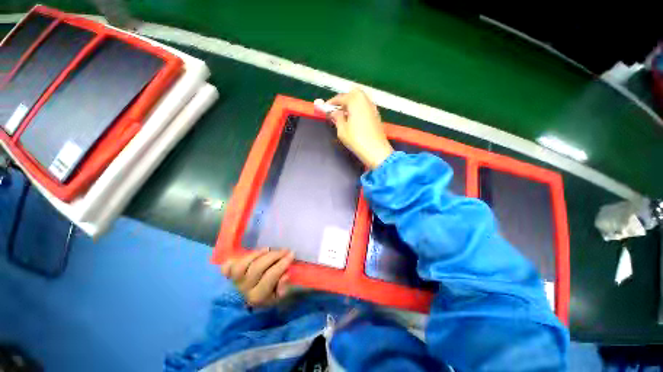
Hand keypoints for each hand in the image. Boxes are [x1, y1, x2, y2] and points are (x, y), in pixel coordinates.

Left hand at [221, 249, 293, 306]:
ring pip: (242, 265)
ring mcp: (232, 282)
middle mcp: (243, 288)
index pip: (271, 276)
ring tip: (267, 249)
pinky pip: (227, 266)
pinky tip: (248, 255)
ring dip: (256, 254)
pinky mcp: (225, 277)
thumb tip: (286, 274)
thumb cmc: (264, 300)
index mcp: (257, 296)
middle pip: (257, 267)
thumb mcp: (277, 299)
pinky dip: (235, 259)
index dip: (283, 263)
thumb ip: (283, 288)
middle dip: (273, 256)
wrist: (242, 310)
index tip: (292, 253)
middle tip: (284, 250)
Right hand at [326, 88, 393, 168]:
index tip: (325, 108)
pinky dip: (358, 108)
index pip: (341, 97)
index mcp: (355, 101)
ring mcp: (372, 107)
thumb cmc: (357, 140)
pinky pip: (365, 106)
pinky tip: (353, 119)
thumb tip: (334, 112)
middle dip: (343, 99)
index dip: (331, 102)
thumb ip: (337, 117)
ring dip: (351, 104)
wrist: (376, 150)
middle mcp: (365, 100)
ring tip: (344, 115)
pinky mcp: (376, 114)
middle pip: (352, 94)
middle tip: (336, 110)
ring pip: (360, 99)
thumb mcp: (342, 129)